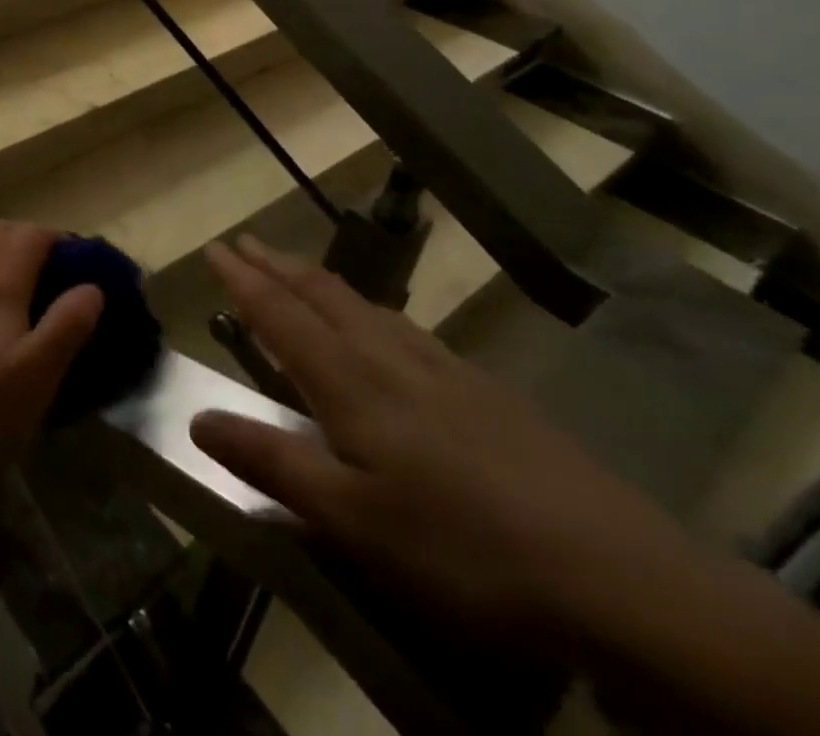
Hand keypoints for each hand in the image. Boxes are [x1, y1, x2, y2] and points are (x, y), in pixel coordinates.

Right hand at [191, 237, 696, 646]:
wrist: (624, 578)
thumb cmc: (464, 547)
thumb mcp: (352, 520)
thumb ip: (271, 463)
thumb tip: (196, 418)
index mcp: (351, 383)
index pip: (281, 315)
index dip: (243, 280)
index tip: (215, 247)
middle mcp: (390, 359)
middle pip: (323, 295)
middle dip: (278, 266)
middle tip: (246, 242)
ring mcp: (446, 370)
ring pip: (367, 307)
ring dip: (322, 283)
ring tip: (301, 274)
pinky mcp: (489, 392)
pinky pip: (408, 330)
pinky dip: (371, 311)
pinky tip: (387, 331)